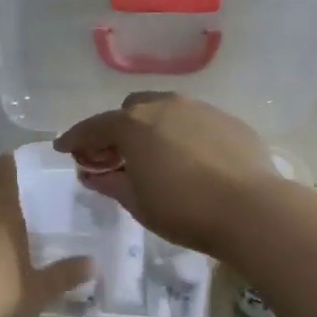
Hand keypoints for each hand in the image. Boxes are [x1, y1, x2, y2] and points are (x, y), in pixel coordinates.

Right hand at [52, 91, 280, 256]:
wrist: (252, 209)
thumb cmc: (184, 210)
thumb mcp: (138, 203)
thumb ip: (111, 183)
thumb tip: (93, 174)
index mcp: (134, 125)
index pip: (95, 126)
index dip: (76, 138)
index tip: (64, 148)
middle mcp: (165, 106)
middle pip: (131, 110)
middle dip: (118, 130)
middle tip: (115, 157)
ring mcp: (201, 109)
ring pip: (166, 111)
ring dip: (152, 129)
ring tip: (155, 157)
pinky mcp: (229, 120)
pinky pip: (195, 122)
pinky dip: (183, 135)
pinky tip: (191, 160)